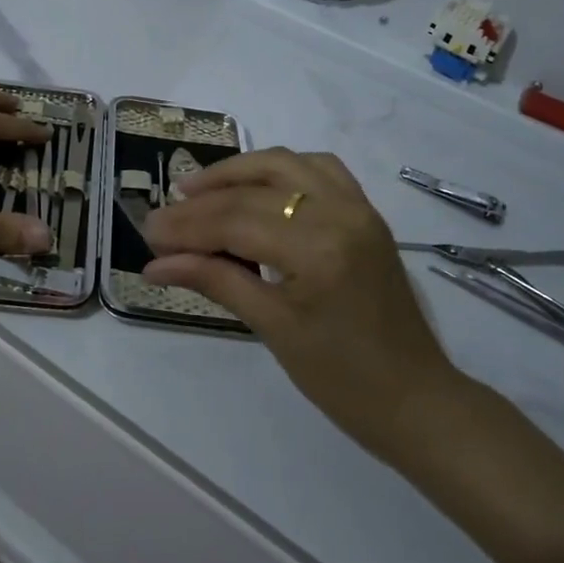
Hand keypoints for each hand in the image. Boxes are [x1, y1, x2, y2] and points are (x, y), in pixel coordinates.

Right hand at [142, 148, 466, 457]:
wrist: (416, 399)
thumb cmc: (342, 380)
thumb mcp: (272, 328)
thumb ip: (215, 281)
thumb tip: (155, 264)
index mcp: (318, 249)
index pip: (235, 222)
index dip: (186, 226)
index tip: (148, 233)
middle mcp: (340, 213)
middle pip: (253, 191)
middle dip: (202, 203)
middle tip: (163, 217)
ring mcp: (358, 207)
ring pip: (285, 163)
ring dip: (238, 171)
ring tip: (197, 189)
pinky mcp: (365, 212)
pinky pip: (318, 169)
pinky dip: (280, 170)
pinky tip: (255, 187)